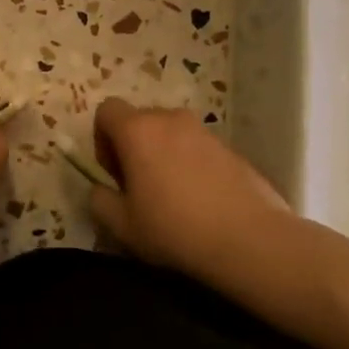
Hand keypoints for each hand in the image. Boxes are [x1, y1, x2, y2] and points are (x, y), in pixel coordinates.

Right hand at [89, 98, 290, 274]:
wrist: (249, 239)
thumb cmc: (175, 229)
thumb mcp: (122, 225)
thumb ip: (99, 200)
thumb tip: (100, 188)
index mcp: (138, 130)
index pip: (107, 110)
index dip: (102, 138)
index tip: (113, 172)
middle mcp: (170, 119)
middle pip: (140, 120)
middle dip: (133, 146)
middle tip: (139, 186)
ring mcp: (204, 131)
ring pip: (171, 133)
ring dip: (163, 155)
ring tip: (173, 196)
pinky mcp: (230, 147)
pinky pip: (197, 148)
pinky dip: (190, 164)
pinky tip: (201, 201)